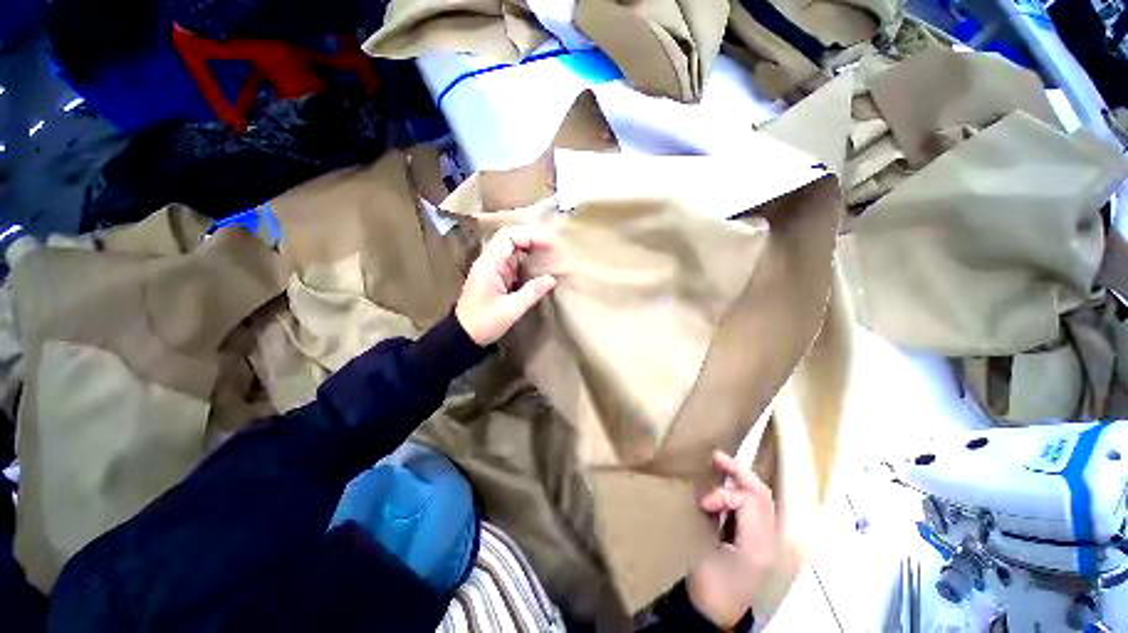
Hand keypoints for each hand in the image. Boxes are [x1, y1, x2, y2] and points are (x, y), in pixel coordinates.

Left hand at [455, 226, 556, 345]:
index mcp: (489, 265)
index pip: (508, 237)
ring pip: (511, 249)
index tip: (549, 246)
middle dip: (531, 240)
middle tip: (551, 248)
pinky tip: (538, 268)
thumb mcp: (511, 310)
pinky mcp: (495, 277)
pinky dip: (526, 261)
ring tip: (548, 256)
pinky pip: (512, 262)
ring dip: (529, 250)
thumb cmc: (484, 322)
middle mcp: (489, 261)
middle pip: (509, 238)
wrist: (464, 334)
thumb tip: (552, 279)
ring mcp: (491, 268)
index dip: (530, 237)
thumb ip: (531, 292)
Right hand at [687, 451, 778, 628]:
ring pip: (757, 497)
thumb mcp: (715, 554)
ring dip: (739, 479)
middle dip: (739, 471)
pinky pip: (749, 507)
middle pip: (760, 493)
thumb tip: (711, 496)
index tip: (703, 503)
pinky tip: (723, 487)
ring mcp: (761, 538)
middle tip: (716, 456)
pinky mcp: (750, 539)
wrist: (711, 613)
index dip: (725, 493)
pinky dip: (737, 492)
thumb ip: (721, 520)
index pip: (751, 500)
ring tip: (719, 466)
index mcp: (761, 543)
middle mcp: (767, 537)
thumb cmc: (713, 585)